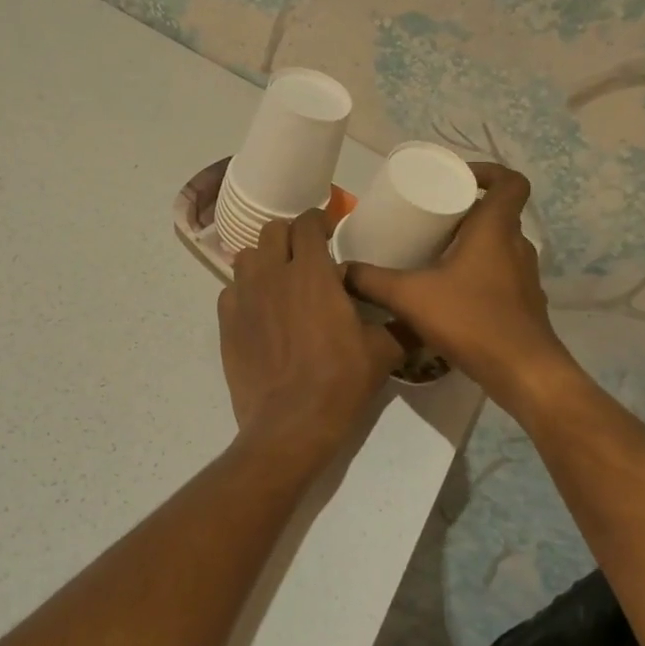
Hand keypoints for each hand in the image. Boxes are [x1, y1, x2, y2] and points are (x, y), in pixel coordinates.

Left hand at [218, 209, 404, 463]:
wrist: (290, 424)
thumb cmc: (340, 383)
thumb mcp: (383, 353)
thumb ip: (399, 325)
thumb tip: (418, 316)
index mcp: (312, 273)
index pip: (307, 223)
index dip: (318, 220)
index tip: (329, 229)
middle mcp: (273, 275)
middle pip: (272, 231)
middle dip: (290, 235)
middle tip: (306, 254)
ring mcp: (244, 297)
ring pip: (247, 257)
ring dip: (264, 259)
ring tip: (280, 279)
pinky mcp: (226, 322)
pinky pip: (231, 290)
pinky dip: (245, 291)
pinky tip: (260, 310)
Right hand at [345, 163, 579, 415]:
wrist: (524, 372)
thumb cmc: (471, 320)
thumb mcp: (410, 297)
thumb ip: (371, 281)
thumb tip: (341, 270)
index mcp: (496, 229)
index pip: (510, 182)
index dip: (488, 172)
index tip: (458, 179)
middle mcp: (516, 246)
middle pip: (498, 213)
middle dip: (466, 210)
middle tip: (430, 218)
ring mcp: (525, 276)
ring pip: (499, 245)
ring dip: (471, 243)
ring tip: (434, 253)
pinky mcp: (524, 303)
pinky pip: (501, 273)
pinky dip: (478, 273)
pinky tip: (450, 292)